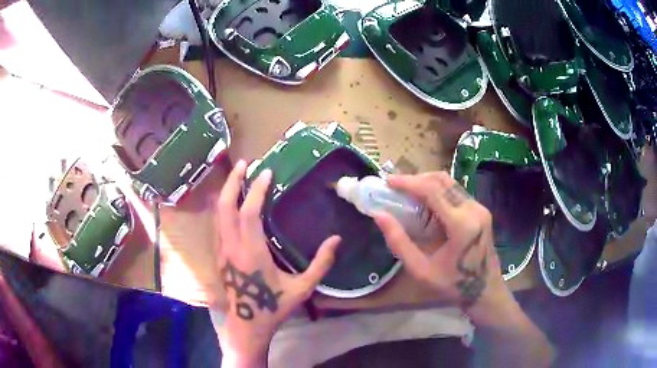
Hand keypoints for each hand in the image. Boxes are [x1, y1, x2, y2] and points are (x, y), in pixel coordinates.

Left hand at [213, 160, 340, 366]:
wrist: (247, 324)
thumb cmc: (274, 307)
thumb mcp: (302, 288)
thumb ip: (320, 264)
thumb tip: (337, 240)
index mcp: (251, 252)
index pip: (249, 213)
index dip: (256, 190)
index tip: (267, 173)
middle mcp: (232, 247)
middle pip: (225, 206)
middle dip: (233, 182)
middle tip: (245, 164)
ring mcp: (223, 251)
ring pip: (218, 214)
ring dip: (227, 192)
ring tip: (239, 176)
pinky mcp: (220, 255)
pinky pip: (219, 224)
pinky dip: (224, 206)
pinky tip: (232, 201)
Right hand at [372, 172, 507, 319]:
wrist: (486, 290)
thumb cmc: (453, 285)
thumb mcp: (421, 270)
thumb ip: (399, 242)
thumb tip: (379, 215)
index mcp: (461, 224)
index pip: (432, 190)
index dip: (408, 182)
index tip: (387, 182)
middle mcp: (473, 209)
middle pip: (442, 180)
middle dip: (416, 179)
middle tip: (395, 187)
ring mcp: (479, 208)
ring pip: (449, 182)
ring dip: (426, 183)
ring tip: (406, 192)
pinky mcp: (480, 210)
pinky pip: (455, 191)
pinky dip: (437, 190)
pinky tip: (425, 202)